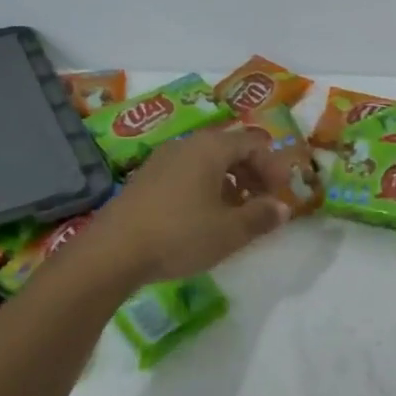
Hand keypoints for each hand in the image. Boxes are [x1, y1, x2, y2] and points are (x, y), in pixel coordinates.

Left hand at [80, 126, 291, 282]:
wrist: (112, 252)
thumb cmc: (179, 235)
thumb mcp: (229, 231)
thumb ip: (261, 216)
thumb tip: (283, 207)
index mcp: (211, 148)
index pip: (254, 143)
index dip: (273, 166)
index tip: (281, 194)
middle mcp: (187, 145)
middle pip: (230, 148)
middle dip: (253, 173)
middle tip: (263, 202)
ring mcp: (162, 160)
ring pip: (207, 162)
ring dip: (230, 183)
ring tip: (236, 213)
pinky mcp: (145, 179)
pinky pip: (187, 174)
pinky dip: (205, 188)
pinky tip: (204, 218)